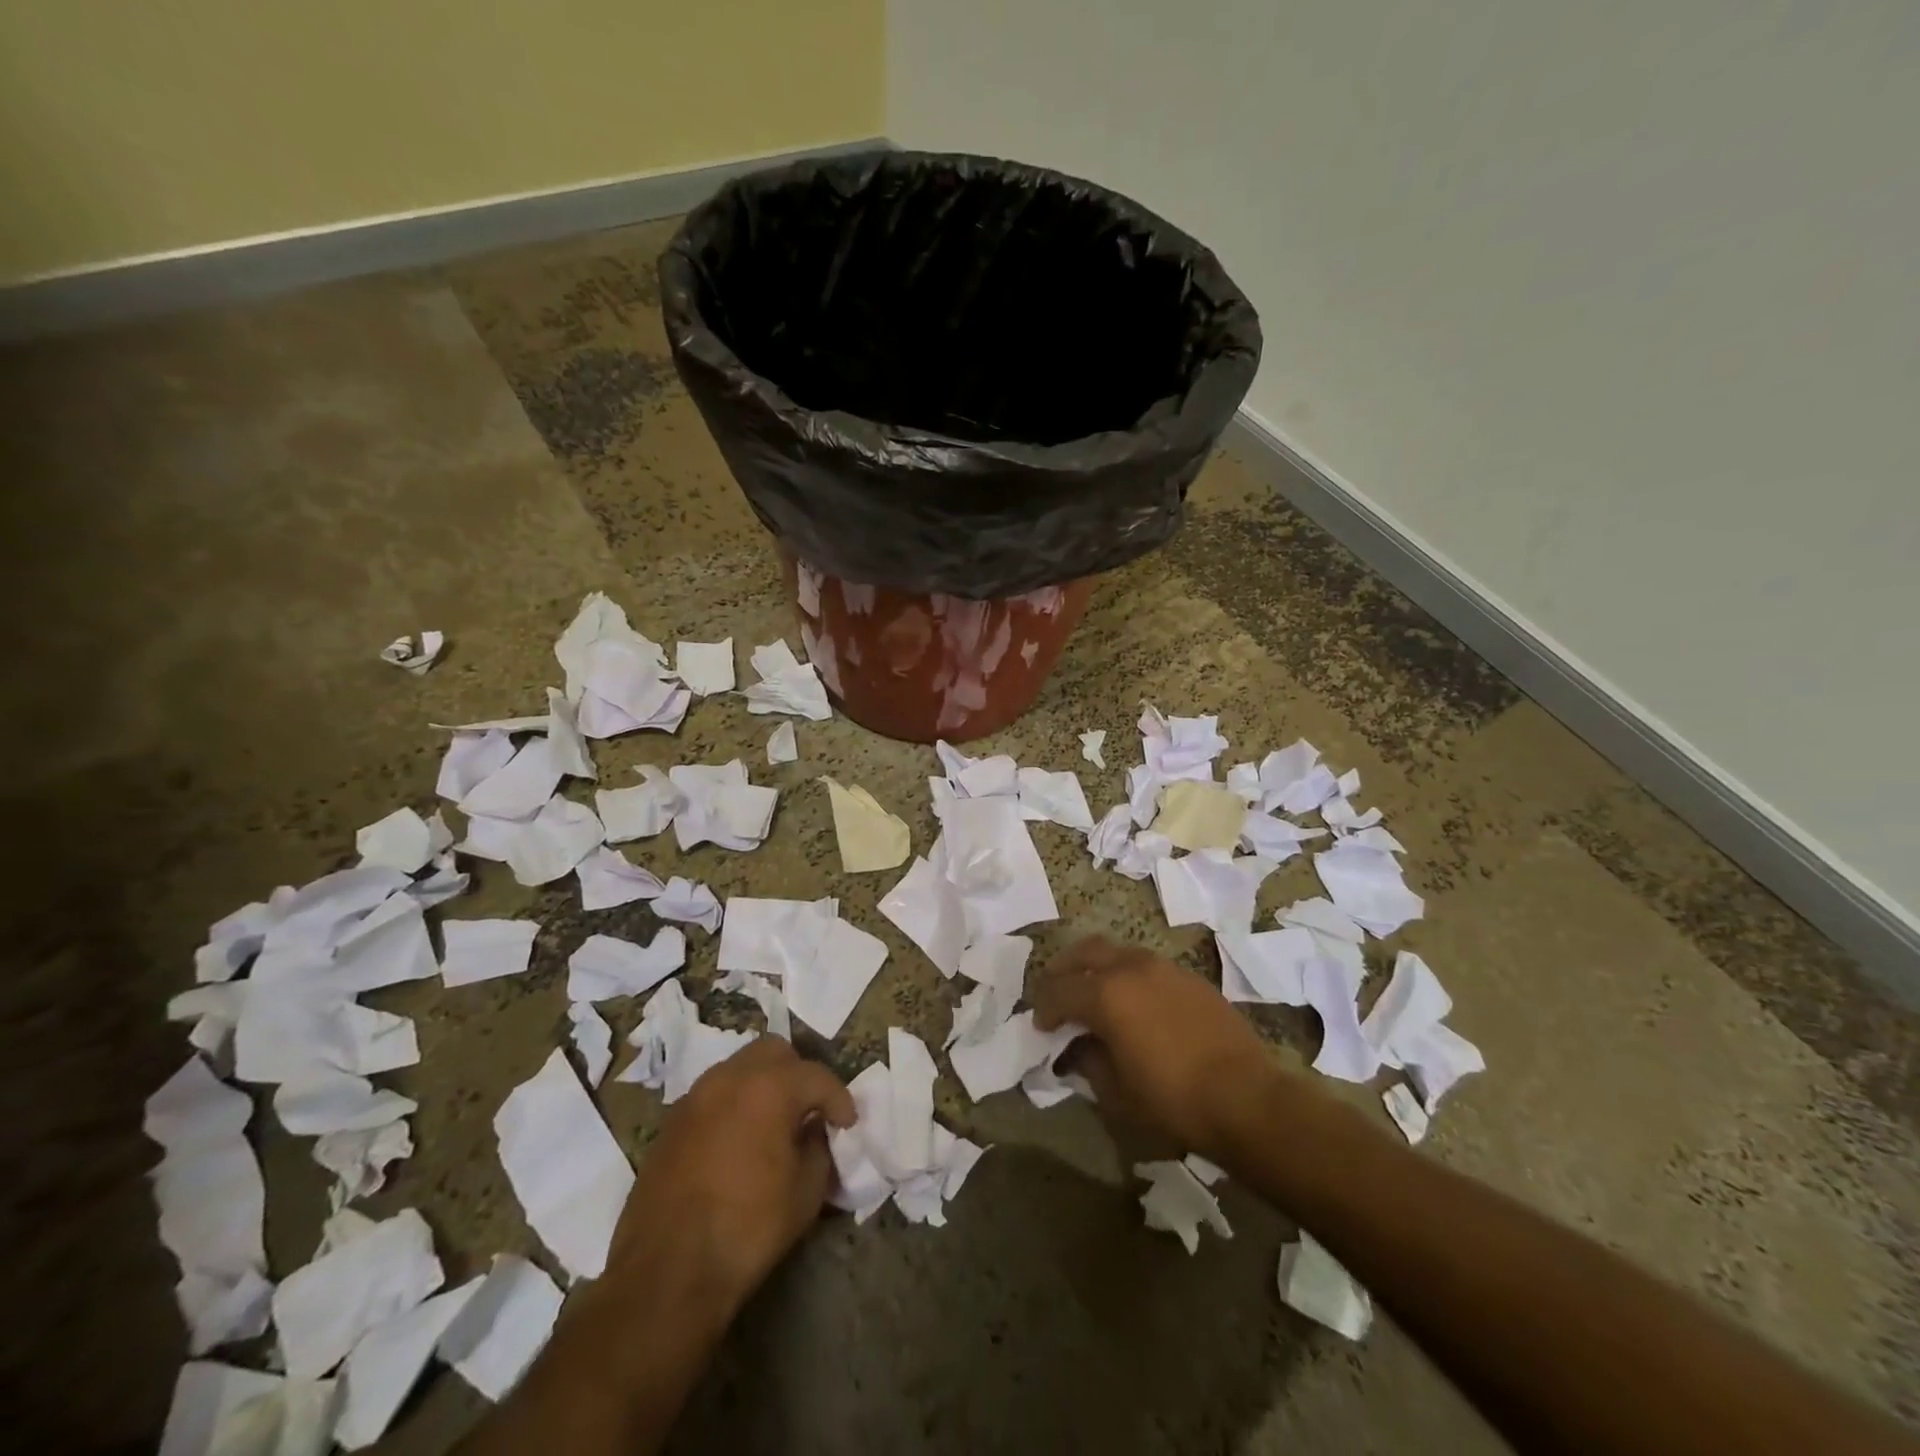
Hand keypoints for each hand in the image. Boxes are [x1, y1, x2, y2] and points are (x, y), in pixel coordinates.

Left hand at [604, 1037, 855, 1322]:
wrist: (665, 1274)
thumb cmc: (747, 1229)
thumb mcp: (806, 1192)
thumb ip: (819, 1148)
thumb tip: (814, 1131)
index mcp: (769, 1087)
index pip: (816, 1076)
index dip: (839, 1098)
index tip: (848, 1124)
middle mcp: (730, 1078)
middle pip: (774, 1052)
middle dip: (798, 1075)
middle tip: (809, 1111)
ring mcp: (694, 1097)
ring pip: (739, 1068)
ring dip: (762, 1085)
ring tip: (773, 1123)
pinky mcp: (670, 1123)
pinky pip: (712, 1096)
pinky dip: (733, 1105)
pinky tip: (738, 1142)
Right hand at [1033, 935, 1280, 1162]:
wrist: (1247, 1098)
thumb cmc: (1173, 1101)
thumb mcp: (1116, 1093)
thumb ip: (1088, 1061)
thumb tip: (1077, 1048)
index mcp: (1106, 994)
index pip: (1059, 990)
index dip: (1044, 1008)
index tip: (1042, 1027)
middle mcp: (1130, 968)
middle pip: (1084, 952)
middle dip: (1063, 970)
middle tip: (1057, 995)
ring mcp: (1162, 967)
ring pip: (1116, 951)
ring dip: (1096, 968)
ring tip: (1093, 994)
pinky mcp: (1188, 976)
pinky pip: (1144, 964)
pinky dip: (1126, 975)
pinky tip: (1133, 1003)